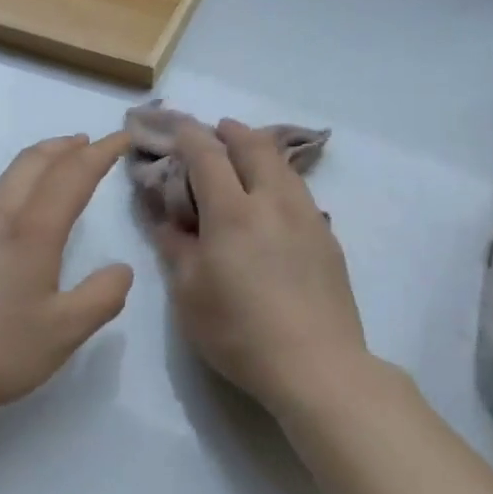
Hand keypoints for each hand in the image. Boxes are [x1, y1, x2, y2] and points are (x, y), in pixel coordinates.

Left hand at [0, 133, 133, 421]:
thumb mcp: (64, 334)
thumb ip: (102, 297)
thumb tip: (121, 269)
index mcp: (31, 233)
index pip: (72, 175)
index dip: (101, 153)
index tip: (122, 137)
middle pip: (32, 162)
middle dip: (65, 146)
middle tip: (89, 143)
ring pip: (8, 180)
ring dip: (39, 165)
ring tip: (59, 173)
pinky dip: (18, 190)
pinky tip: (19, 220)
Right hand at [154, 120, 377, 419]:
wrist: (316, 365)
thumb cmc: (239, 332)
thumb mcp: (188, 295)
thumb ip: (175, 248)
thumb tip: (165, 219)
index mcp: (232, 212)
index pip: (207, 155)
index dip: (189, 136)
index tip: (177, 128)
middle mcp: (272, 202)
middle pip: (254, 146)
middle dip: (231, 131)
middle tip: (216, 132)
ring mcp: (306, 217)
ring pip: (283, 166)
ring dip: (260, 151)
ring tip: (246, 157)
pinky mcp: (327, 237)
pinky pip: (300, 191)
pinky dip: (280, 178)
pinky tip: (274, 200)